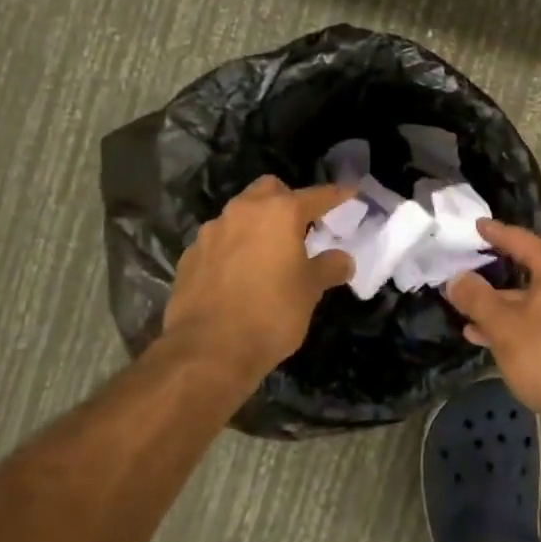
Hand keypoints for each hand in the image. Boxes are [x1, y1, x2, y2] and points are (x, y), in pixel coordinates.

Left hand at [162, 176, 355, 380]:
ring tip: (268, 253)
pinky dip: (232, 248)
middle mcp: (243, 211)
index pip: (316, 195)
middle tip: (301, 225)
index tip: (350, 194)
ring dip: (256, 225)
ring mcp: (211, 232)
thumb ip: (328, 268)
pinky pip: (218, 241)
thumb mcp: (310, 291)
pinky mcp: (190, 256)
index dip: (336, 195)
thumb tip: (343, 259)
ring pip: (239, 214)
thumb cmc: (271, 313)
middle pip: (269, 190)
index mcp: (279, 213)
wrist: (208, 351)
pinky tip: (238, 275)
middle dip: (287, 200)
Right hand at [444, 221, 540, 422]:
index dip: (494, 233)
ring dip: (503, 307)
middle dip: (494, 277)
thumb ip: (477, 298)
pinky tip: (495, 341)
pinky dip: (520, 324)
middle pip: (529, 268)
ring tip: (469, 319)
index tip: (476, 225)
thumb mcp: (504, 326)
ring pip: (535, 299)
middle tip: (466, 274)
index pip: (520, 239)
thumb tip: (457, 278)